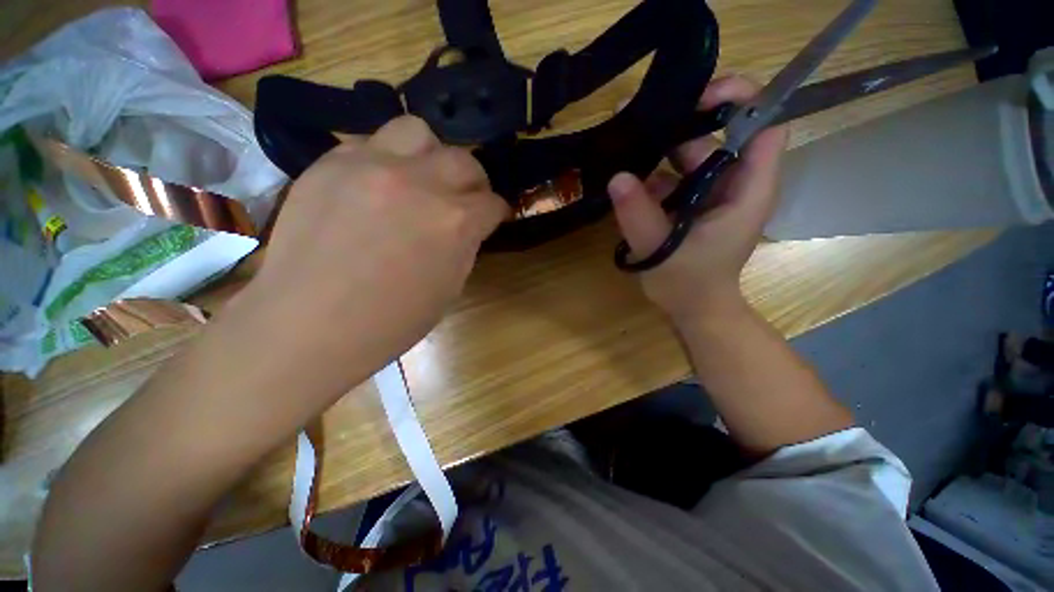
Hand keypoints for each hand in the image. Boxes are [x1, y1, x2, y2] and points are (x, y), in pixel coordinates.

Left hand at [229, 116, 508, 385]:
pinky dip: (385, 161)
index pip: (493, 203)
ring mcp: (371, 165)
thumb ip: (465, 246)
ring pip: (417, 132)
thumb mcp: (450, 287)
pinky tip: (377, 187)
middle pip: (464, 161)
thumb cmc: (391, 320)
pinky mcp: (330, 163)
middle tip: (464, 199)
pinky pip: (369, 144)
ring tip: (420, 179)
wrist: (310, 325)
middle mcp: (420, 183)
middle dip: (473, 182)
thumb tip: (467, 226)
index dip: (497, 212)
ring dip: (430, 156)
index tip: (493, 218)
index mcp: (455, 222)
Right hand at [608, 76, 787, 322]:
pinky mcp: (688, 203)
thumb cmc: (688, 285)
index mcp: (746, 190)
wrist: (692, 309)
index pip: (763, 125)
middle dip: (681, 121)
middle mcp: (732, 183)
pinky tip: (624, 175)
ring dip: (658, 147)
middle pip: (717, 134)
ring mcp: (708, 192)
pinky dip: (649, 174)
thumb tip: (617, 177)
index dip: (739, 99)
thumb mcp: (661, 251)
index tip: (696, 98)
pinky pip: (671, 177)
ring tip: (622, 141)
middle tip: (636, 116)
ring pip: (688, 154)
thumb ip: (640, 216)